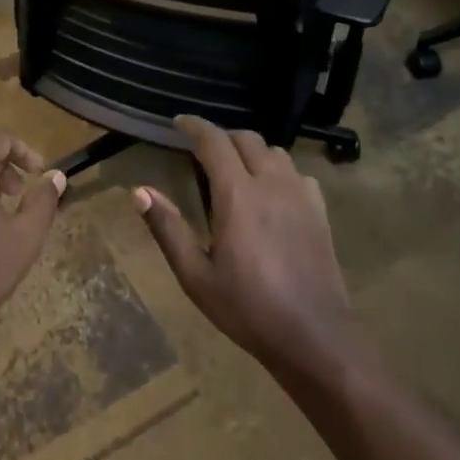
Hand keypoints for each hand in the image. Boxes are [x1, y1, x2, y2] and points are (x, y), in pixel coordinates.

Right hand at [134, 115, 360, 380]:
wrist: (314, 336)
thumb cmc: (247, 308)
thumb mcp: (196, 276)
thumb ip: (168, 229)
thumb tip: (139, 191)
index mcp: (238, 194)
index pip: (214, 141)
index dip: (194, 126)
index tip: (179, 123)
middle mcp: (271, 182)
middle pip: (246, 138)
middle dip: (222, 137)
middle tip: (202, 150)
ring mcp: (301, 194)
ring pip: (275, 151)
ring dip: (251, 150)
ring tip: (235, 169)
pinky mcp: (320, 211)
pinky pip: (297, 173)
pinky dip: (278, 170)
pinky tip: (271, 193)